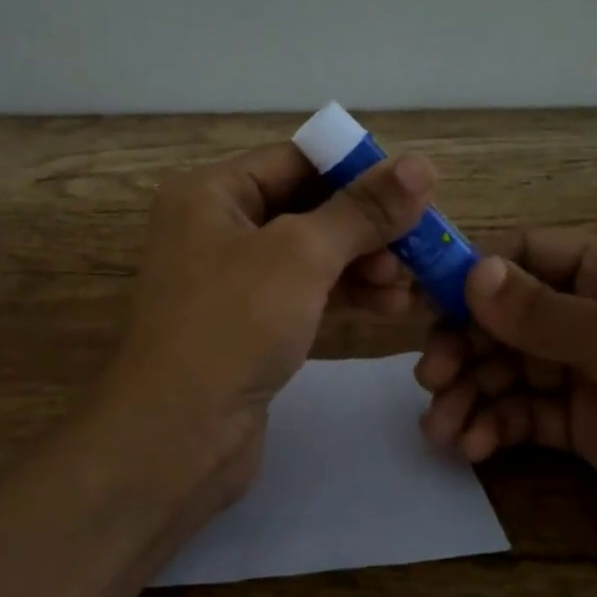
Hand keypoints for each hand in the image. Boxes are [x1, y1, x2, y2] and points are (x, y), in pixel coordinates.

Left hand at [103, 142, 435, 511]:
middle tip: (418, 248)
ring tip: (406, 287)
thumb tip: (420, 165)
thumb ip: (361, 211)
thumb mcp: (300, 255)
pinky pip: (303, 294)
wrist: (175, 437)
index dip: (356, 170)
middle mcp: (214, 227)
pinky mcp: (246, 325)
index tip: (414, 192)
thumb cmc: (232, 325)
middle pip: (306, 206)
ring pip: (309, 254)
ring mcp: (229, 280)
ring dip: (362, 264)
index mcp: (210, 192)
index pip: (295, 160)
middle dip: (364, 226)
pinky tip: (388, 309)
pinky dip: (344, 295)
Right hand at [416, 231, 596, 587]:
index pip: (526, 257)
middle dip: (464, 347)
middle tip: (429, 382)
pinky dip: (496, 428)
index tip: (418, 306)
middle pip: (508, 319)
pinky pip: (529, 417)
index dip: (470, 277)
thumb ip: (541, 313)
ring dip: (471, 394)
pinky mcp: (594, 430)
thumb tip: (470, 273)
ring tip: (440, 428)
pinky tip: (472, 448)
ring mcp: (596, 375)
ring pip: (510, 371)